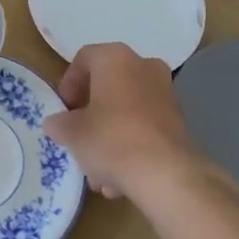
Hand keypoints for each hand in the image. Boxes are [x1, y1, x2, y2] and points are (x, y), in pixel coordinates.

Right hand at [44, 43, 206, 202]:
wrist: (167, 176)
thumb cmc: (112, 140)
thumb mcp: (71, 133)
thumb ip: (59, 123)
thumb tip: (58, 124)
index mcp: (115, 58)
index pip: (84, 58)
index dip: (68, 84)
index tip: (63, 109)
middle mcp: (144, 67)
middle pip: (107, 86)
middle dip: (90, 114)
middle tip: (78, 136)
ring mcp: (166, 94)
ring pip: (127, 111)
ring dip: (109, 137)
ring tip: (97, 171)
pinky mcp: (180, 123)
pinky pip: (145, 129)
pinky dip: (130, 147)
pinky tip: (119, 180)